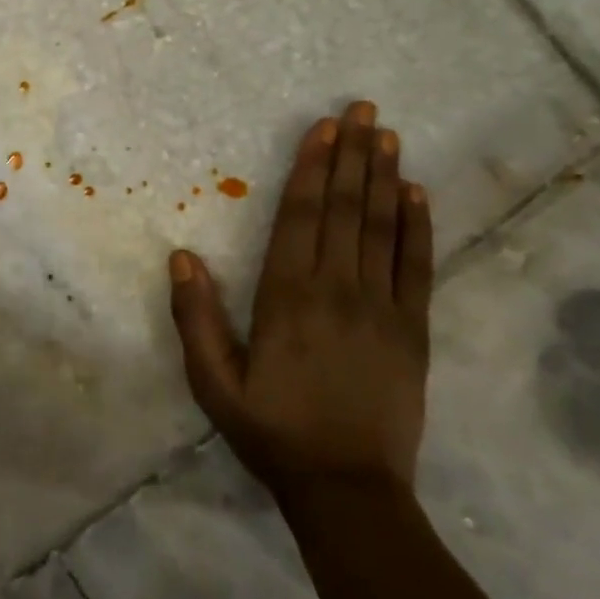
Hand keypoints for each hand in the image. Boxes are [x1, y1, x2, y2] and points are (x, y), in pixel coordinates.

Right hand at [168, 101, 433, 495]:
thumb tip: (181, 255)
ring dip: (385, 177)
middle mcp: (336, 288)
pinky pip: (417, 267)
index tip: (323, 128)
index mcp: (287, 296)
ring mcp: (382, 308)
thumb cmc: (272, 431)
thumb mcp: (214, 383)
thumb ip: (195, 318)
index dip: (313, 167)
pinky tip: (418, 194)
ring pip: (382, 228)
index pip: (301, 216)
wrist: (348, 489)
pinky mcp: (413, 330)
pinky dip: (418, 227)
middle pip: (346, 209)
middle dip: (353, 155)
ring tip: (388, 136)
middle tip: (363, 110)